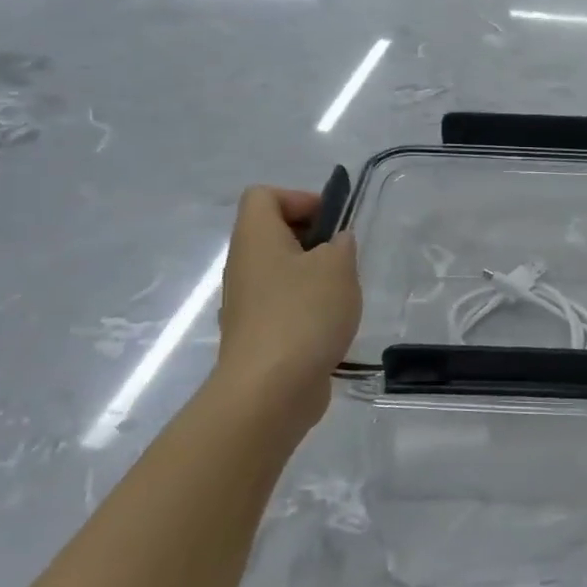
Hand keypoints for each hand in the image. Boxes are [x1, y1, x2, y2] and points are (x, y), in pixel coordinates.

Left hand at [213, 186, 359, 425]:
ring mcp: (246, 303)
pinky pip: (282, 306)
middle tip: (343, 257)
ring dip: (313, 276)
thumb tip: (335, 244)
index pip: (263, 196)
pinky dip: (307, 309)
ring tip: (343, 294)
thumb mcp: (337, 266)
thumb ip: (341, 245)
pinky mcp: (257, 336)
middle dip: (313, 239)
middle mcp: (243, 265)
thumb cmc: (303, 313)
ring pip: (280, 272)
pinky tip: (331, 326)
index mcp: (256, 238)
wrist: (269, 391)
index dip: (299, 198)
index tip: (332, 222)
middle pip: (273, 233)